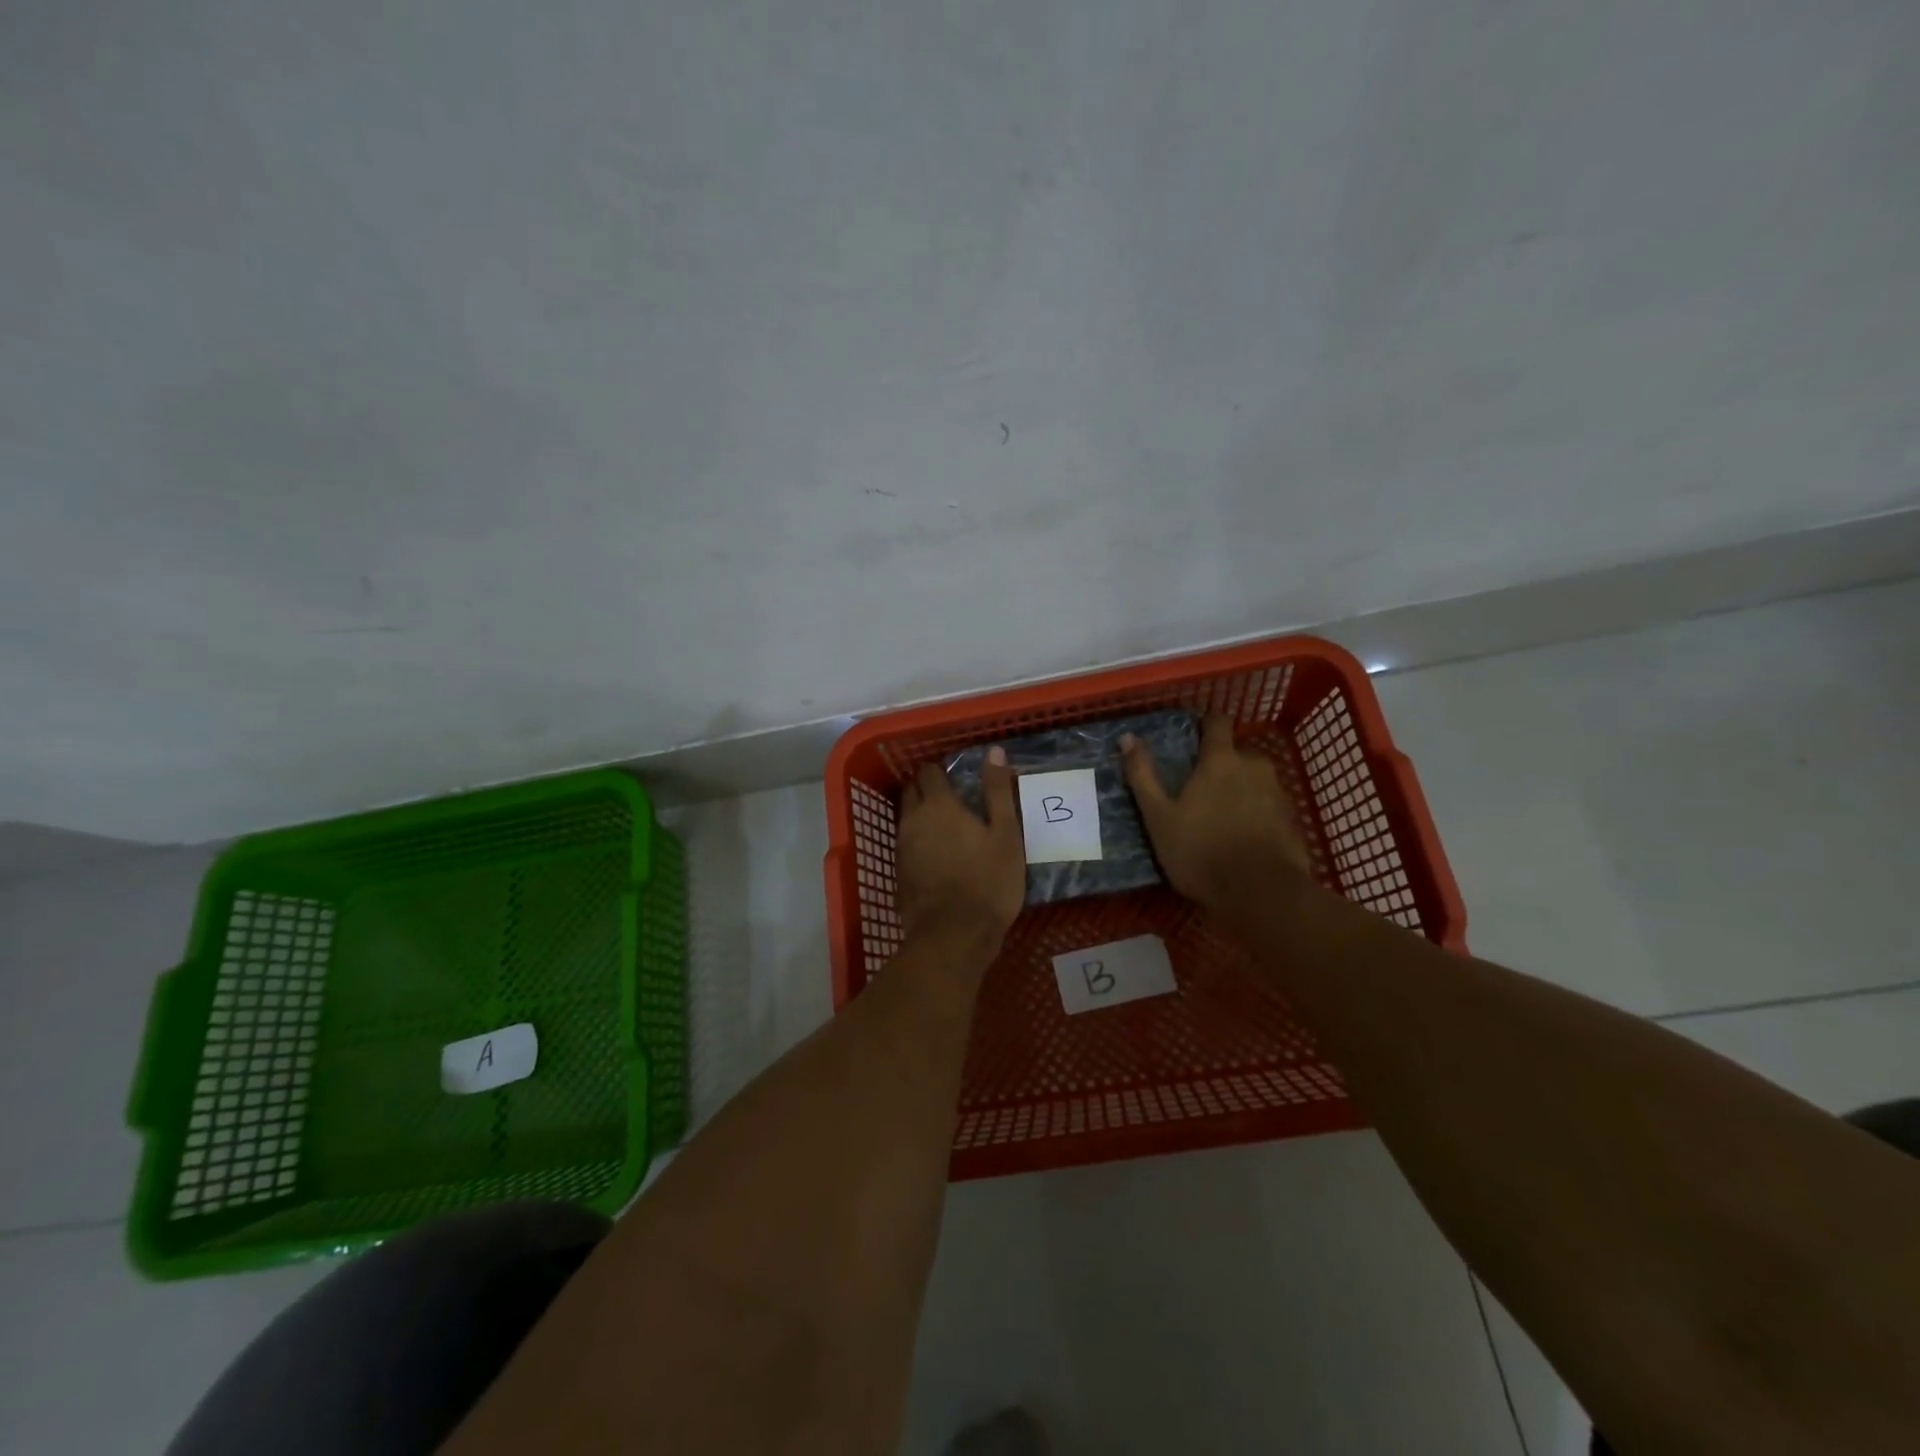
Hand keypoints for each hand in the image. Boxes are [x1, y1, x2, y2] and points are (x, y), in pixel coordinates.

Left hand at [895, 749, 1025, 953]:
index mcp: (939, 805)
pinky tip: (936, 854)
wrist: (954, 935)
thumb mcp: (1006, 834)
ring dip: (921, 815)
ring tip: (946, 826)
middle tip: (952, 798)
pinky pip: (905, 844)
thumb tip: (993, 751)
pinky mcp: (898, 873)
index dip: (942, 771)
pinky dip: (918, 841)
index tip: (957, 778)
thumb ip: (997, 791)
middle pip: (912, 791)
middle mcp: (913, 820)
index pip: (930, 772)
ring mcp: (902, 848)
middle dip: (927, 788)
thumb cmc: (988, 881)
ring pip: (906, 818)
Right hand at [1122, 714, 1311, 911]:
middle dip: (1221, 763)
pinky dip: (1256, 812)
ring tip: (1220, 815)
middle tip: (1199, 786)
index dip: (1205, 723)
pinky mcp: (1292, 820)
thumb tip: (1127, 737)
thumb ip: (1143, 775)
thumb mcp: (1159, 816)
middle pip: (1237, 752)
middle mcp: (1255, 766)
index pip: (1218, 722)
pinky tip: (1242, 836)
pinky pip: (1269, 805)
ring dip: (1240, 788)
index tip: (1192, 734)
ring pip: (1255, 779)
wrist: (1262, 894)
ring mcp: (1279, 793)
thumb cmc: (1201, 851)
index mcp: (1221, 760)